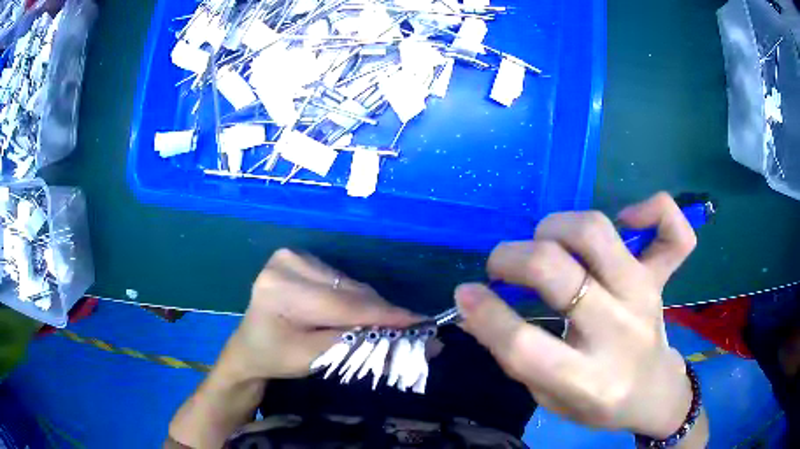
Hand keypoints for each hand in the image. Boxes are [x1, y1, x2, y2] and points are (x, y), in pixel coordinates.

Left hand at [225, 249, 418, 381]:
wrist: (249, 347)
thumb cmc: (277, 358)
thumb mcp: (316, 357)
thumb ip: (361, 343)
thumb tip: (410, 338)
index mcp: (281, 290)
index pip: (343, 304)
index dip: (384, 315)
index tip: (420, 323)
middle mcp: (287, 263)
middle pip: (348, 291)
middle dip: (381, 312)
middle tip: (412, 329)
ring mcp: (292, 256)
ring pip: (348, 284)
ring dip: (370, 305)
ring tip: (388, 324)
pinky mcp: (299, 258)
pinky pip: (339, 280)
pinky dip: (355, 298)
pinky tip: (362, 312)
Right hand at [456, 193, 700, 438]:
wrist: (653, 392)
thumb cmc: (598, 404)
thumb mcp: (549, 399)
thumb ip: (514, 356)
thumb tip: (473, 309)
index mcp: (586, 379)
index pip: (524, 344)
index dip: (485, 315)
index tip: (465, 294)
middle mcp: (618, 330)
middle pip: (556, 272)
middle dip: (512, 259)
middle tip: (501, 268)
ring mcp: (644, 295)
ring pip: (596, 233)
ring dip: (556, 228)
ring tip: (547, 244)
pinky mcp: (661, 277)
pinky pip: (674, 231)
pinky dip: (652, 210)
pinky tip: (629, 220)